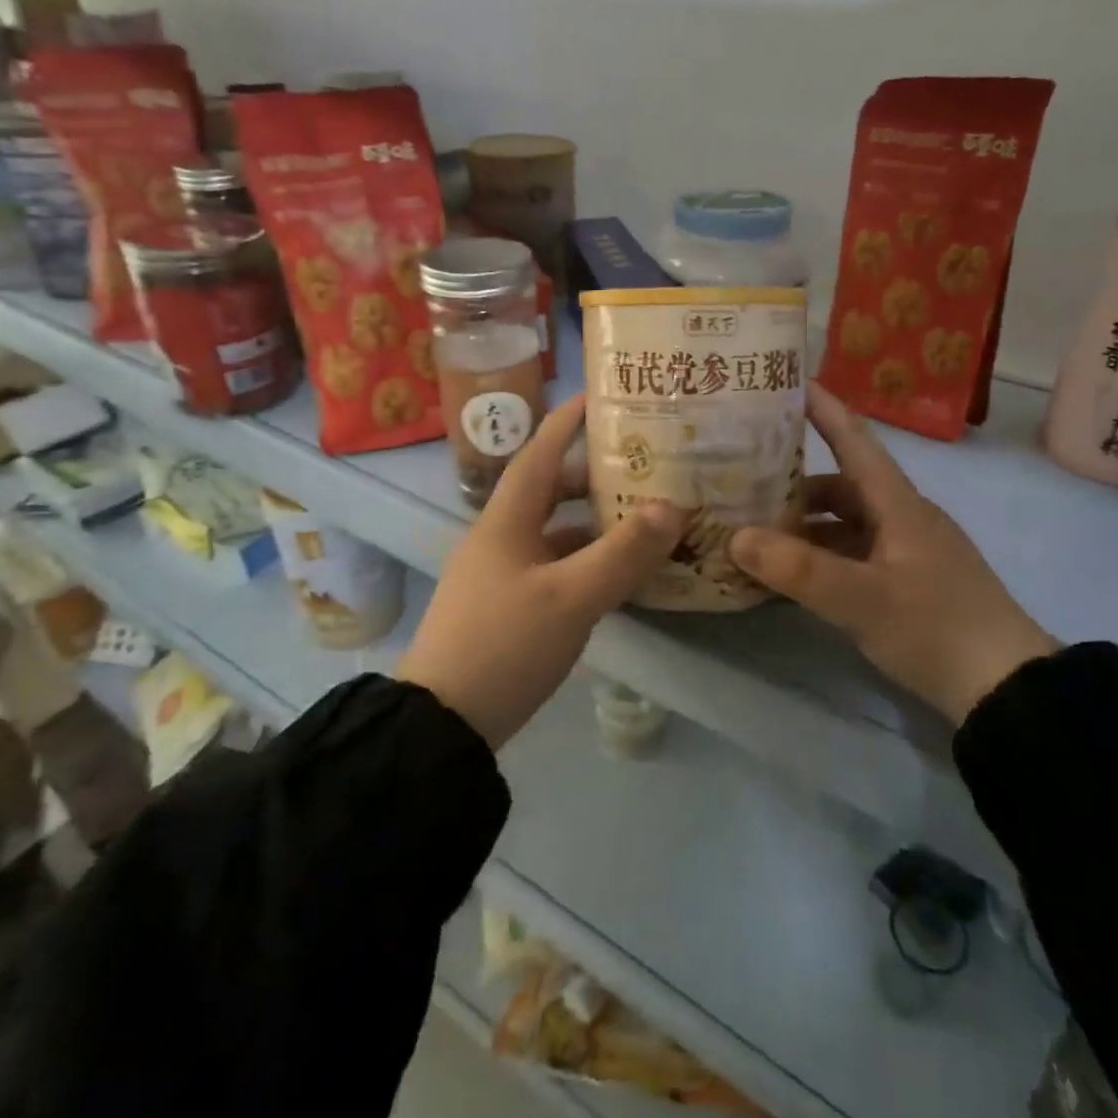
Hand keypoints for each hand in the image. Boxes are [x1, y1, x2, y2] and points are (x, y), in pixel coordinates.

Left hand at [399, 395, 685, 748]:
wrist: (443, 723)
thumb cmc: (504, 643)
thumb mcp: (570, 596)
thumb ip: (624, 552)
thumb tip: (674, 507)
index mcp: (507, 519)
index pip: (540, 451)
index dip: (569, 419)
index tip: (602, 394)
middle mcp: (502, 537)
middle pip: (551, 490)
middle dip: (595, 475)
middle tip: (646, 465)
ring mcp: (504, 574)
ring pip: (557, 532)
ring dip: (596, 522)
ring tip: (646, 517)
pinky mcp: (510, 607)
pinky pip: (557, 567)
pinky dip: (589, 561)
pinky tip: (620, 573)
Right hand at [729, 384, 1056, 723]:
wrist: (1006, 688)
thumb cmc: (936, 628)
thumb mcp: (861, 599)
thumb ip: (798, 569)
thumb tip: (736, 537)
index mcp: (898, 504)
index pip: (855, 441)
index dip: (824, 409)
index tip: (789, 382)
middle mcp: (902, 518)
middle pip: (842, 485)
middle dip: (795, 479)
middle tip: (745, 477)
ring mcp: (907, 552)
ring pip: (846, 523)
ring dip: (805, 524)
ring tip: (756, 532)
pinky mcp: (907, 582)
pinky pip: (853, 555)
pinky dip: (821, 557)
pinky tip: (792, 575)